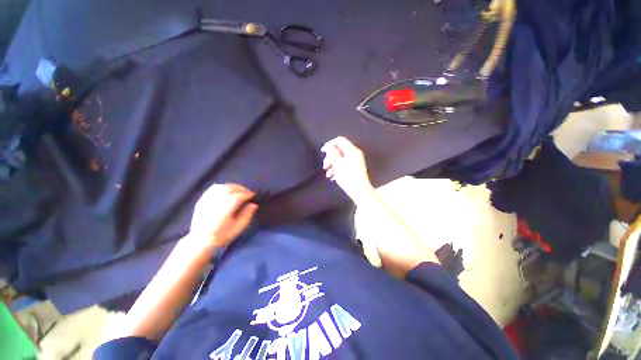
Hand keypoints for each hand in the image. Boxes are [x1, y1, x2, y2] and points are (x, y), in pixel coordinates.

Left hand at [188, 183, 257, 249]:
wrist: (199, 241)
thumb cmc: (221, 236)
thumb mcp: (237, 229)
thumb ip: (246, 215)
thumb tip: (254, 204)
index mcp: (224, 211)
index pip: (238, 197)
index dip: (247, 194)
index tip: (253, 195)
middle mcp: (215, 203)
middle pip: (229, 189)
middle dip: (241, 188)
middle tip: (248, 192)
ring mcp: (207, 200)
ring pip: (222, 187)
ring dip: (233, 186)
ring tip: (239, 190)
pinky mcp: (202, 200)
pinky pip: (213, 188)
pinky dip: (223, 187)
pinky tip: (227, 190)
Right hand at [321, 136, 374, 202]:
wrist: (360, 191)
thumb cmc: (349, 178)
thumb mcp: (338, 165)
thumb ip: (332, 153)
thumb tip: (329, 146)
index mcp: (352, 150)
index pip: (340, 140)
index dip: (330, 144)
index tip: (323, 151)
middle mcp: (355, 154)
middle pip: (339, 150)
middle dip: (330, 157)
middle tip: (325, 166)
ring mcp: (355, 161)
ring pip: (340, 158)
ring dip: (332, 165)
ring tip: (328, 174)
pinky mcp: (355, 168)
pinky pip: (344, 164)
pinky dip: (337, 169)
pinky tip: (333, 177)